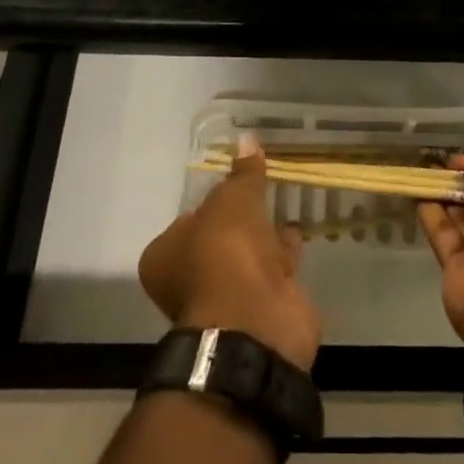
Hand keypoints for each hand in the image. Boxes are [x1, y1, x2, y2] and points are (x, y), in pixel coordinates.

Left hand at [139, 134, 321, 369]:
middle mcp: (191, 281)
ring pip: (248, 256)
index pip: (186, 220)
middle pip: (218, 239)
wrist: (256, 324)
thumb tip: (247, 140)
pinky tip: (298, 229)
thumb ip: (243, 173)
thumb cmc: (226, 253)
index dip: (208, 202)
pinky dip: (285, 253)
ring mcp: (228, 299)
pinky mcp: (261, 310)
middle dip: (241, 220)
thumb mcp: (233, 200)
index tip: (231, 183)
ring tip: (283, 202)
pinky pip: (273, 271)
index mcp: (166, 257)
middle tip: (261, 189)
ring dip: (265, 235)